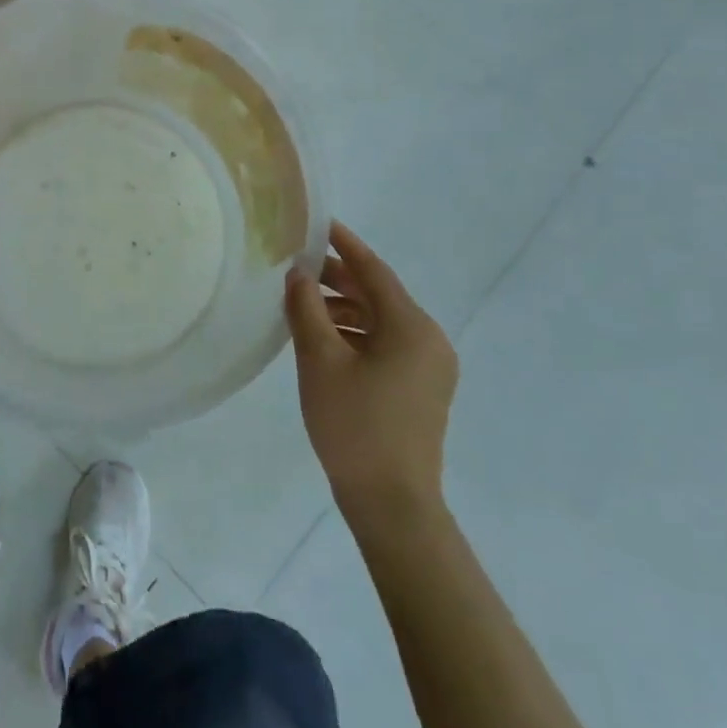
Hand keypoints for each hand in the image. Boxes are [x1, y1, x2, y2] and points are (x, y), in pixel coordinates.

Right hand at [285, 221, 457, 523]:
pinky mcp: (421, 389)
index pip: (374, 270)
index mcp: (411, 327)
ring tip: (302, 305)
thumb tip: (298, 274)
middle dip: (337, 278)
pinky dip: (355, 333)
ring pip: (380, 320)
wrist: (392, 505)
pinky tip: (323, 338)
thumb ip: (306, 308)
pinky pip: (386, 344)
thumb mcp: (320, 360)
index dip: (344, 244)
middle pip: (378, 294)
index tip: (318, 223)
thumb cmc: (355, 425)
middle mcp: (429, 339)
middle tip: (297, 267)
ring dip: (343, 308)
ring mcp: (429, 367)